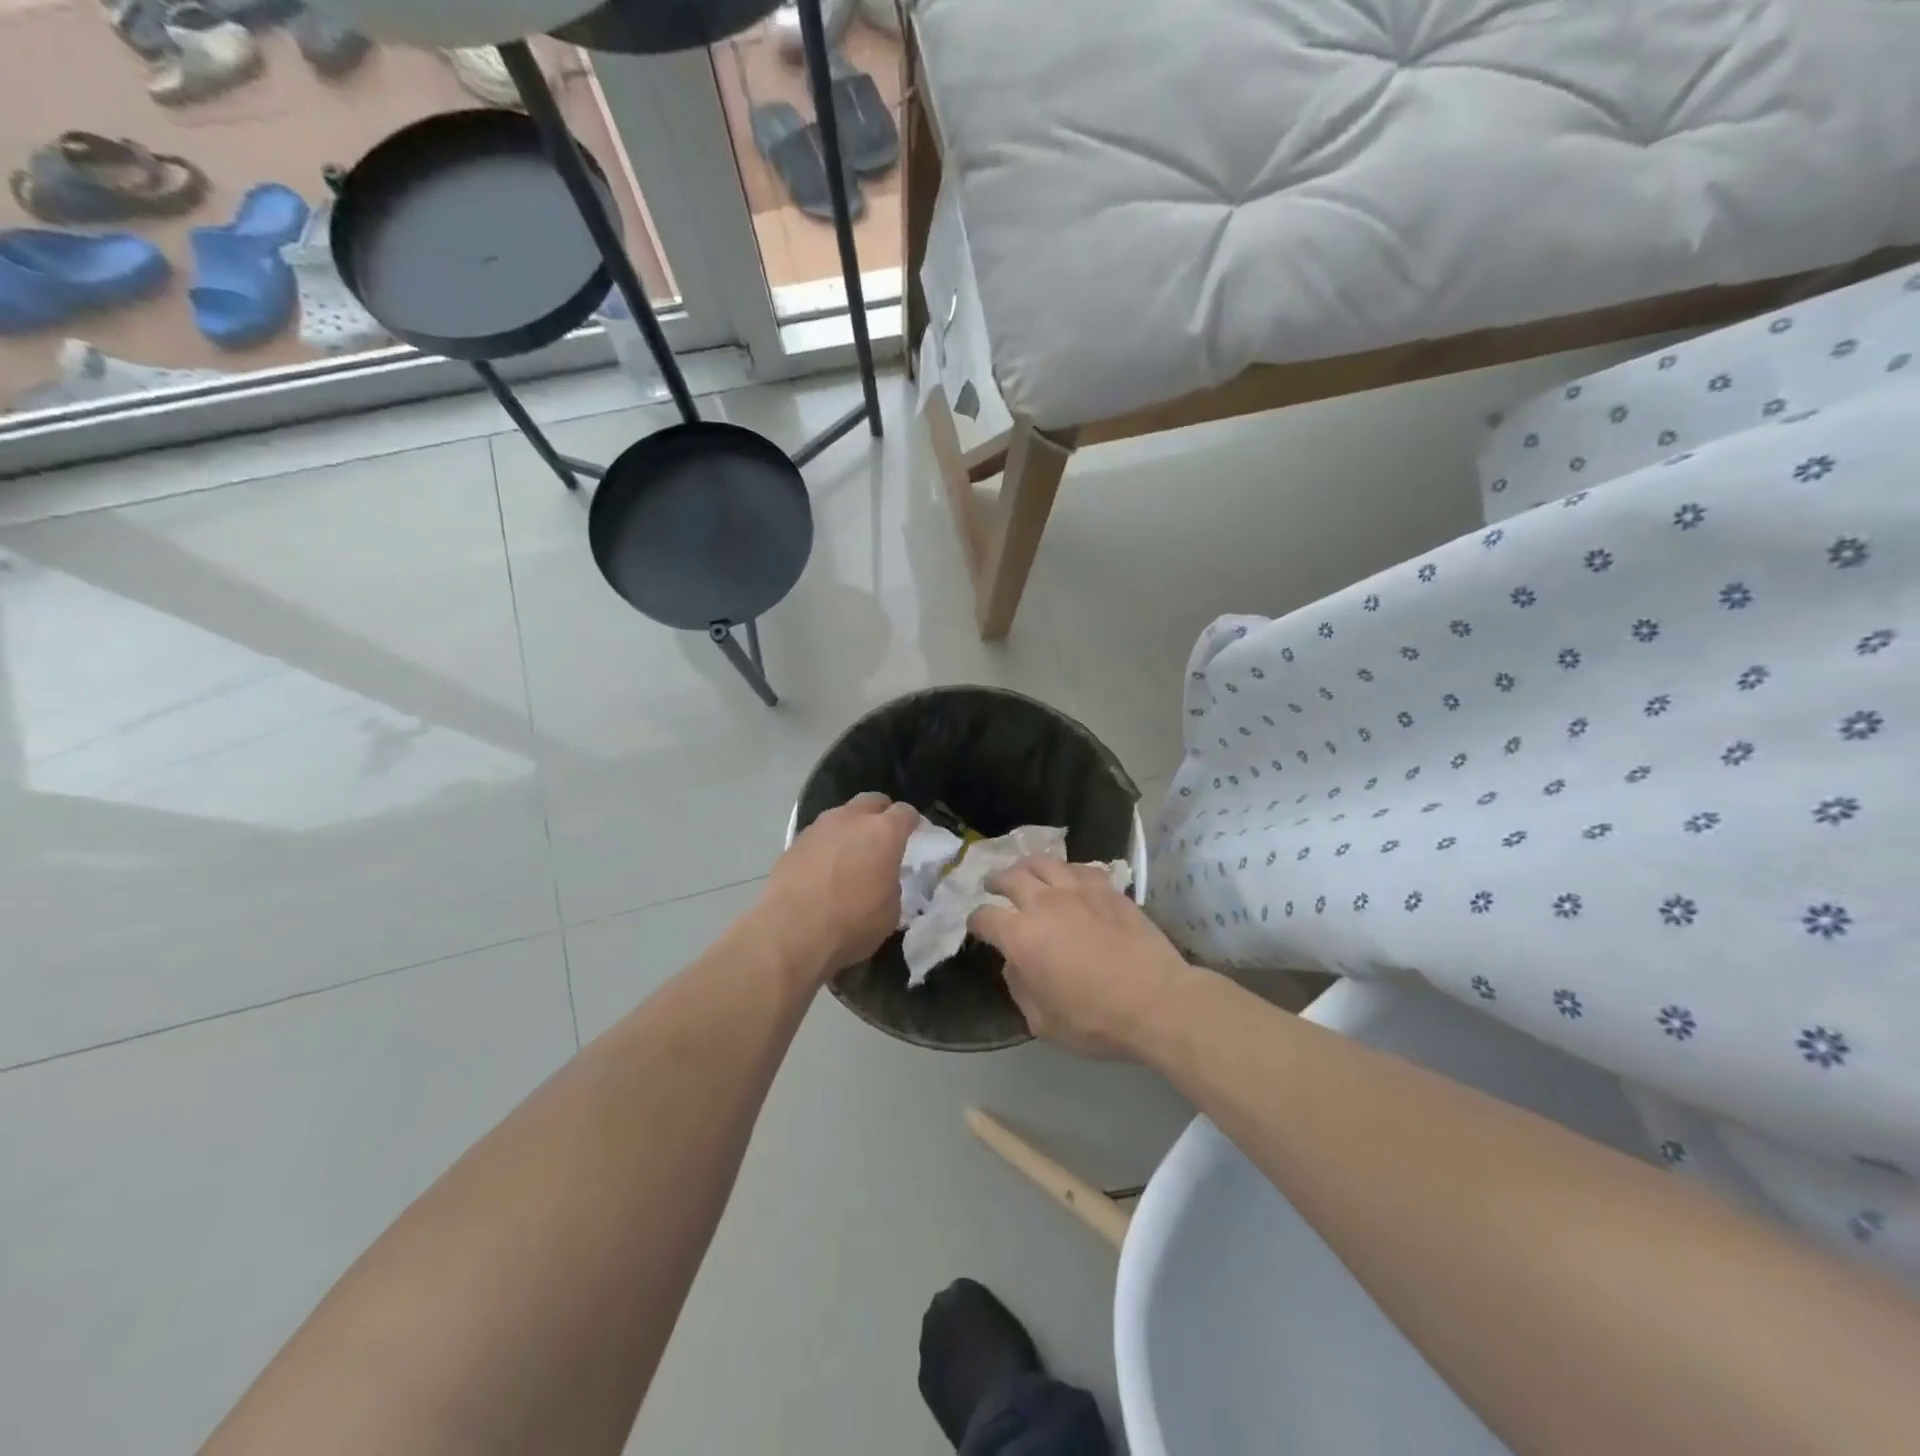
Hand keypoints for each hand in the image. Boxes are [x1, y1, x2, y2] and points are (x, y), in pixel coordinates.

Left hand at [757, 793, 919, 981]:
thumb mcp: (890, 911)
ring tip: (851, 852)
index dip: (912, 821)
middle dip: (880, 813)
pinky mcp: (794, 842)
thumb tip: (881, 879)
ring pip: (842, 815)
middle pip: (871, 801)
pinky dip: (827, 844)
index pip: (905, 812)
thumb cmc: (852, 923)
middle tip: (883, 835)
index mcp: (884, 832)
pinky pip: (819, 835)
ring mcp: (819, 827)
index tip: (914, 832)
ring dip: (850, 827)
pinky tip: (825, 867)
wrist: (790, 933)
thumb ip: (891, 884)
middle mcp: (851, 819)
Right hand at [968, 857, 1194, 1057]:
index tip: (978, 927)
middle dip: (996, 881)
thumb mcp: (1043, 1022)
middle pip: (1011, 877)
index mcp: (1021, 936)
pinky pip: (1079, 868)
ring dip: (1028, 866)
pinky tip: (1068, 877)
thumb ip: (1019, 988)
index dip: (976, 921)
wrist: (1156, 1001)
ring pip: (1044, 862)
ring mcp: (1078, 891)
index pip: (985, 917)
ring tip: (1026, 871)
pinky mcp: (1108, 889)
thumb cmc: (1095, 1020)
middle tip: (993, 885)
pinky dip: (1066, 870)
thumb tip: (1014, 964)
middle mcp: (1044, 903)